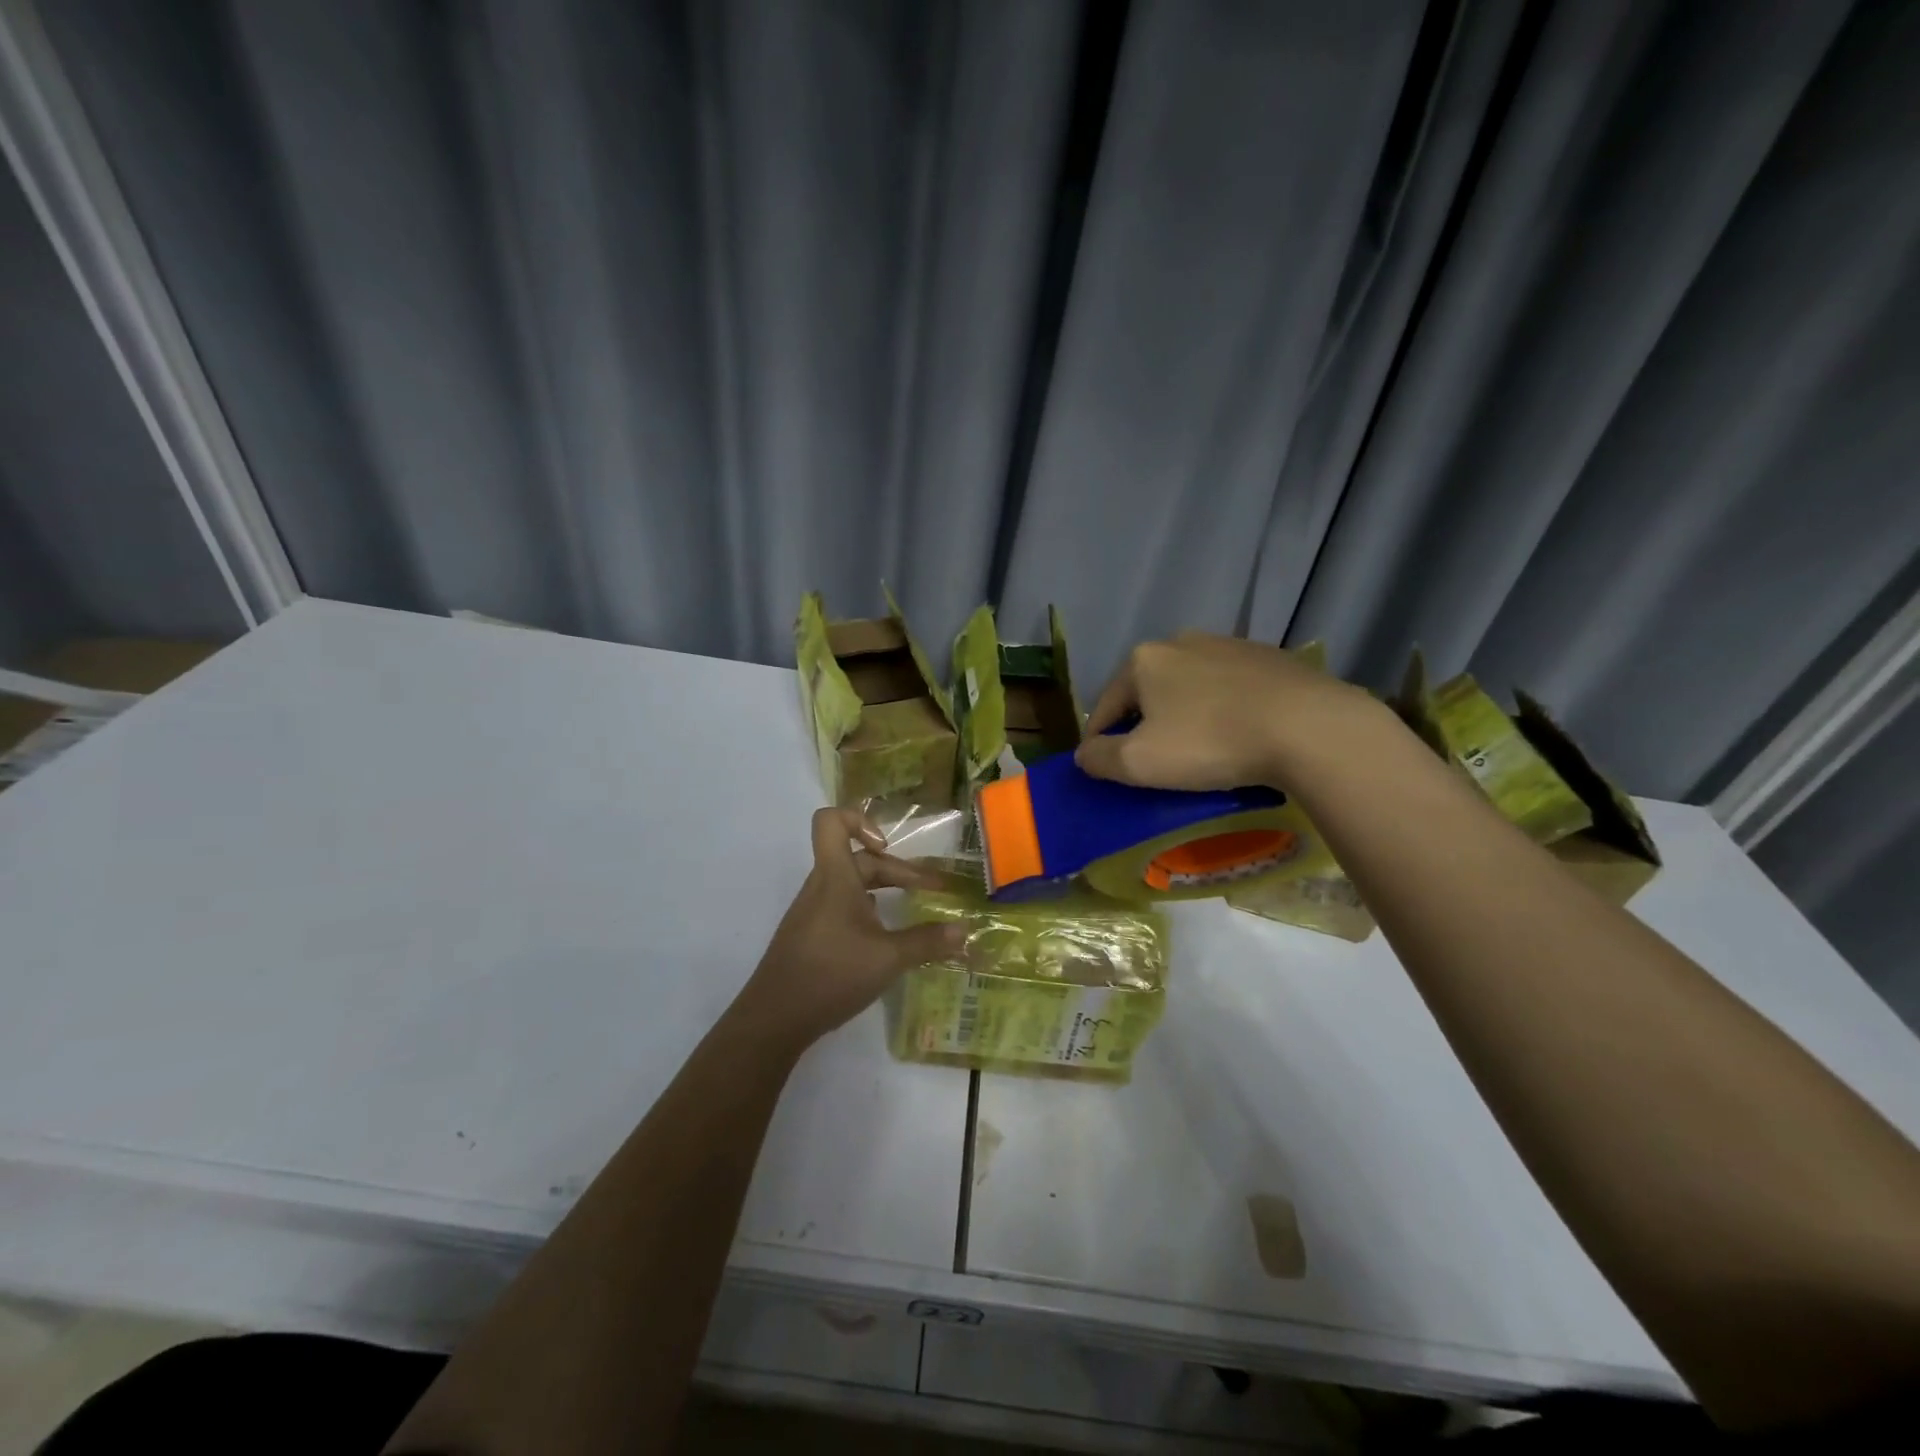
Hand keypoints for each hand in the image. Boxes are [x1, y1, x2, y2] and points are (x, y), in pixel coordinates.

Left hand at [733, 808, 964, 1052]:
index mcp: (835, 877)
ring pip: (851, 884)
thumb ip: (927, 942)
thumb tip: (964, 930)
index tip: (888, 847)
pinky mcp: (810, 935)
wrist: (774, 1019)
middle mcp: (821, 886)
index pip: (832, 821)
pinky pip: (842, 906)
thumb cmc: (831, 975)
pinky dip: (868, 911)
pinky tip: (884, 937)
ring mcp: (813, 911)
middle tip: (932, 892)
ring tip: (911, 909)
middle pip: (859, 859)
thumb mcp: (888, 958)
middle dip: (898, 870)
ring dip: (884, 889)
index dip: (861, 821)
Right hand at [1074, 633, 1374, 790]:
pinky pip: (1228, 688)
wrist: (1309, 727)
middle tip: (1152, 761)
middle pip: (1146, 692)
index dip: (1098, 741)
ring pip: (1188, 687)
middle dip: (1142, 724)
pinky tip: (1236, 734)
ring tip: (1197, 749)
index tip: (1104, 770)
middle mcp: (1180, 641)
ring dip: (1182, 714)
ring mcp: (1228, 644)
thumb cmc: (1210, 743)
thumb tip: (1084, 754)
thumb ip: (1099, 758)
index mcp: (1142, 660)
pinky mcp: (1268, 657)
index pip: (1104, 707)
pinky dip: (1221, 709)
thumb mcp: (1139, 763)